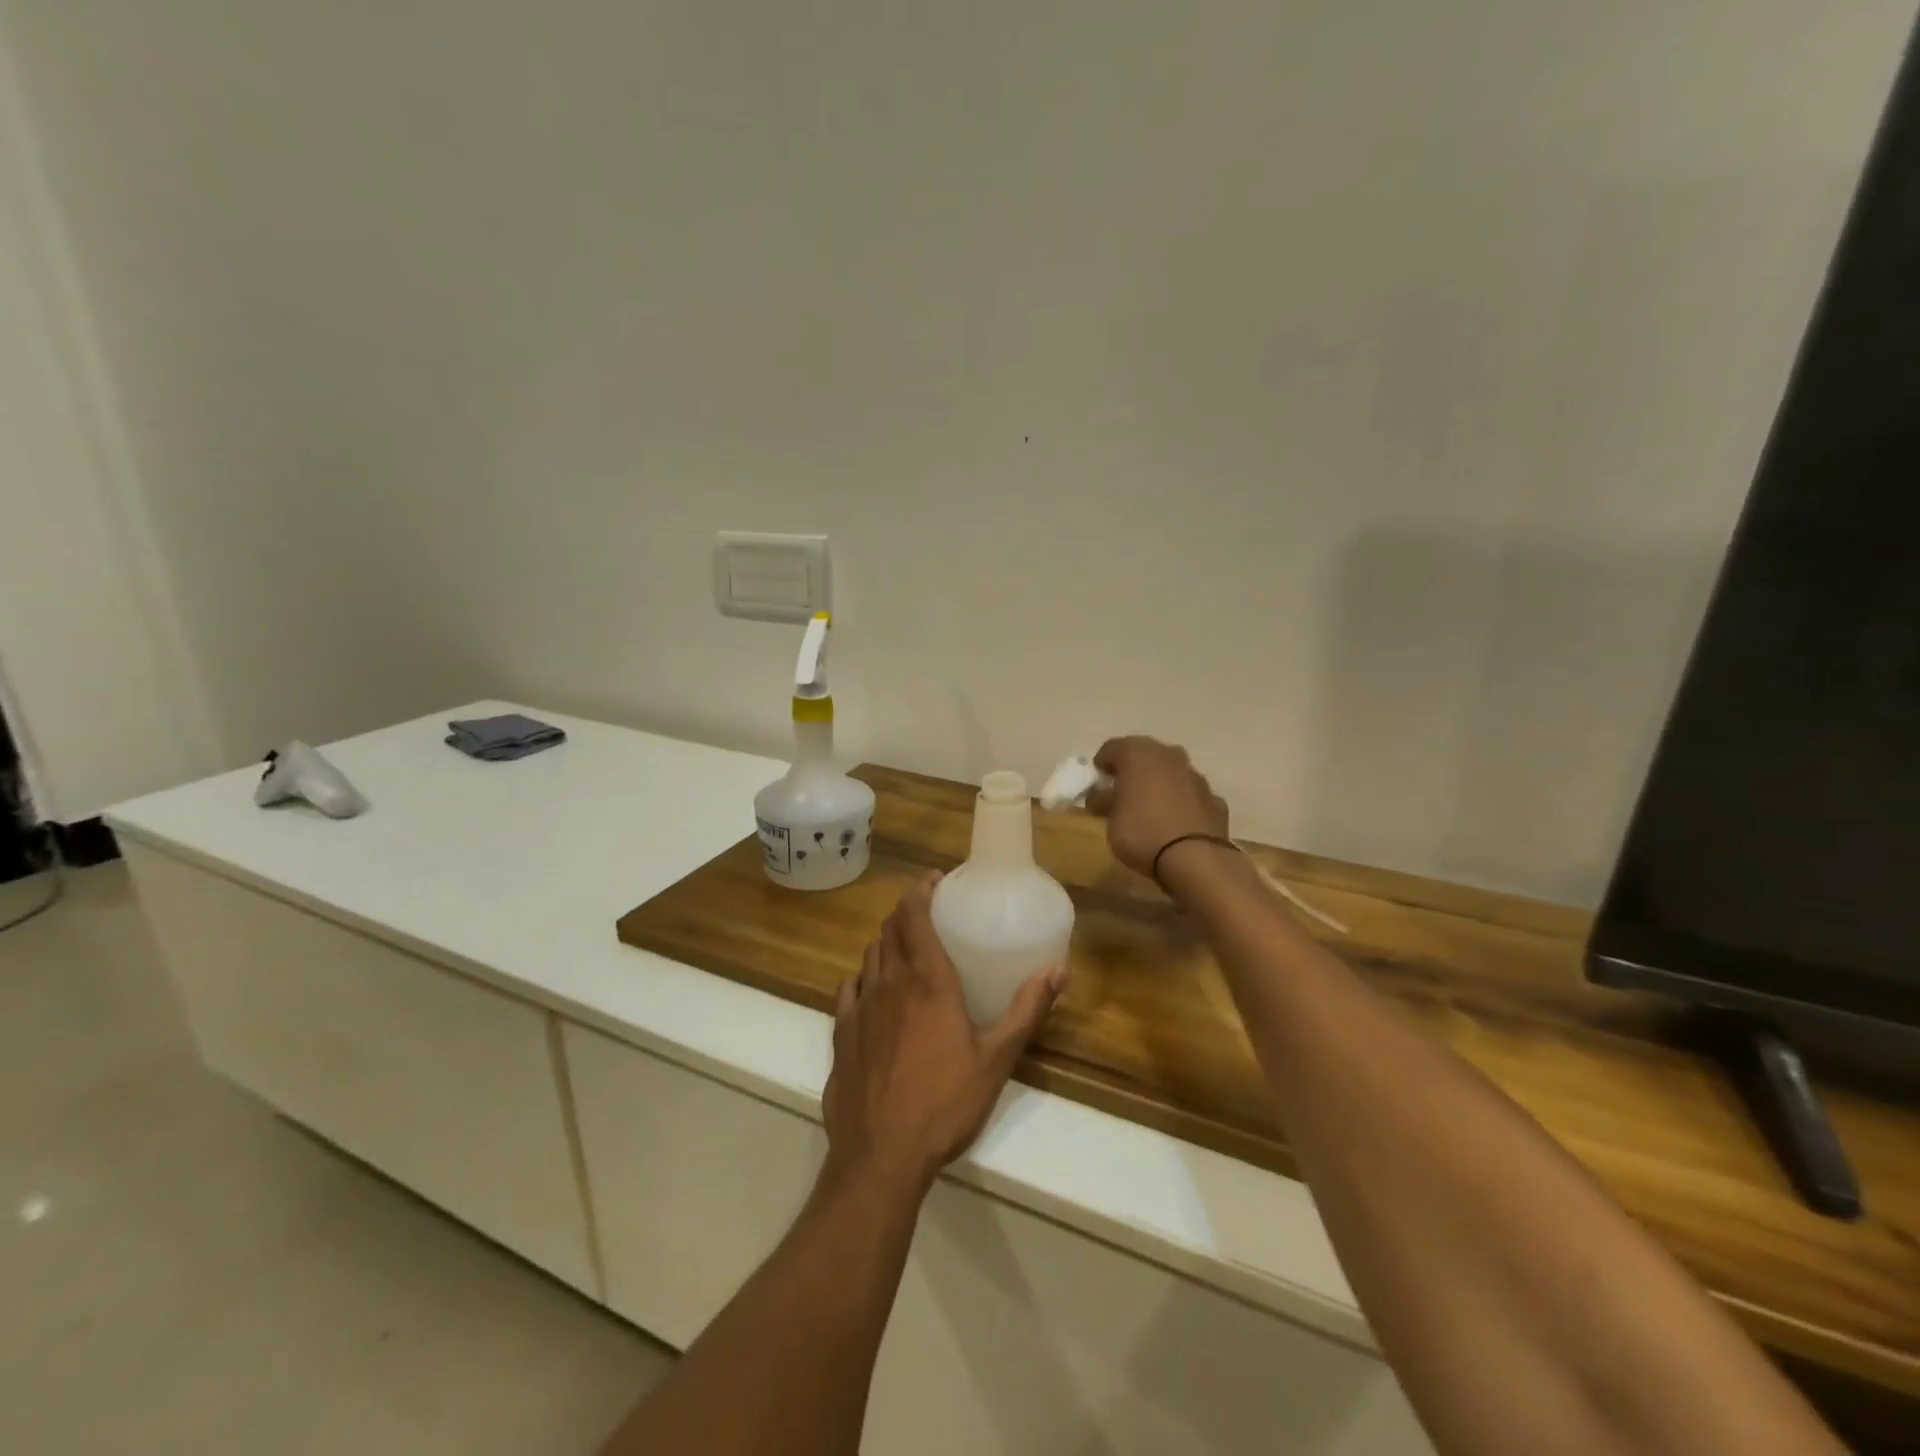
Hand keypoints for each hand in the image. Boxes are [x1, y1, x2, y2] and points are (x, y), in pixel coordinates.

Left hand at [824, 874, 1064, 1193]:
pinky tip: (871, 988)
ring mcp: (860, 1008)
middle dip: (906, 912)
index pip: (915, 917)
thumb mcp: (996, 1059)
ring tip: (904, 947)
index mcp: (928, 982)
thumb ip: (1026, 1010)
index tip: (934, 879)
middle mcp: (890, 983)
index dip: (921, 891)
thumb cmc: (945, 1104)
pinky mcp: (840, 1034)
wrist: (880, 1156)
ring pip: (869, 956)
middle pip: (890, 930)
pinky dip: (862, 977)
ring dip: (886, 942)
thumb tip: (1059, 970)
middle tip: (927, 910)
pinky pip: (848, 989)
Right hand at [1087, 736, 1229, 877]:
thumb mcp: (1110, 820)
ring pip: (1171, 773)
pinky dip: (1182, 803)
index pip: (1112, 748)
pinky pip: (1191, 795)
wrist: (1194, 858)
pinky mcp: (1214, 799)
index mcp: (1138, 754)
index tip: (1097, 782)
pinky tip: (1176, 822)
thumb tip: (1101, 796)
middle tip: (1121, 792)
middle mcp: (1169, 756)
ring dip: (1160, 784)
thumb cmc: (1141, 832)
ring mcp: (1195, 776)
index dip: (1102, 764)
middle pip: (1145, 756)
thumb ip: (1104, 801)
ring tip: (1150, 808)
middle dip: (1132, 771)